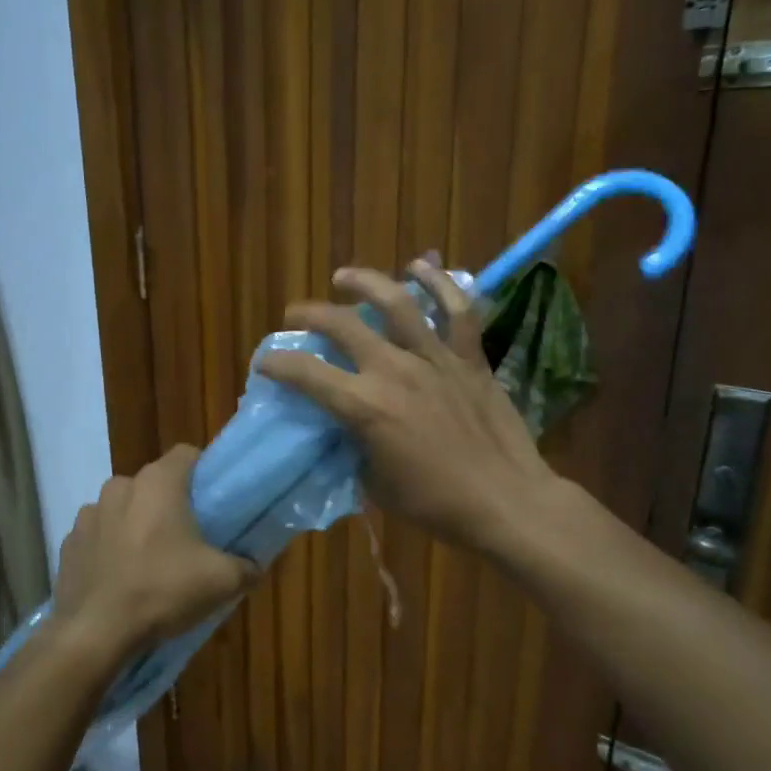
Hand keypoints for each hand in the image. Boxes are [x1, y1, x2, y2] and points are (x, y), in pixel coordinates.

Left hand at [52, 446, 256, 661]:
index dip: (203, 472)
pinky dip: (110, 549)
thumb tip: (253, 567)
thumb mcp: (221, 581)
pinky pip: (98, 536)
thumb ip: (246, 566)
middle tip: (188, 538)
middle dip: (169, 504)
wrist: (96, 633)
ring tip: (151, 562)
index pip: (186, 454)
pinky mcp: (68, 544)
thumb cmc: (162, 591)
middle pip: (154, 484)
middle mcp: (119, 487)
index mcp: (157, 483)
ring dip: (136, 525)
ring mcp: (88, 515)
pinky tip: (121, 579)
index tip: (214, 501)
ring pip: (123, 509)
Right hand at [256, 262, 559, 555]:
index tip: (265, 362)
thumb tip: (348, 430)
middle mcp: (394, 371)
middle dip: (310, 315)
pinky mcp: (469, 358)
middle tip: (295, 316)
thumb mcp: (375, 485)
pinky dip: (439, 284)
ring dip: (364, 283)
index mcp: (365, 407)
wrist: (505, 500)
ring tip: (344, 277)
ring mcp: (435, 358)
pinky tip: (421, 266)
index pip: (307, 375)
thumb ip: (356, 448)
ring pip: (396, 303)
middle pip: (343, 326)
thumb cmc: (435, 504)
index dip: (278, 364)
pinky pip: (456, 311)